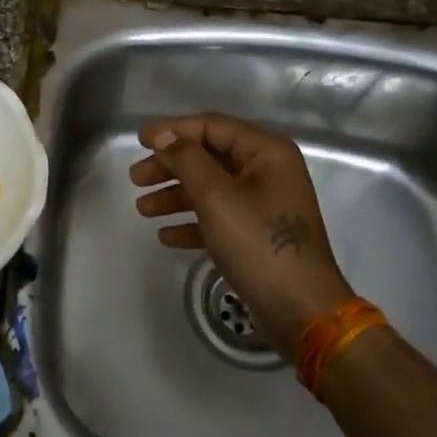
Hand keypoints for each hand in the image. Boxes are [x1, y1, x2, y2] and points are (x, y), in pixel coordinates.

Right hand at [129, 113, 354, 356]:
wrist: (301, 310)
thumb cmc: (258, 243)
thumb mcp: (216, 196)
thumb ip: (186, 159)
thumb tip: (164, 136)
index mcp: (266, 153)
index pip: (212, 127)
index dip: (173, 130)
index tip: (139, 140)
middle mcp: (268, 172)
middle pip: (208, 157)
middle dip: (170, 166)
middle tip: (136, 178)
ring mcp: (264, 204)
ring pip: (210, 189)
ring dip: (175, 196)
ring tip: (143, 209)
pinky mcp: (258, 235)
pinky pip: (218, 217)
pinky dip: (192, 223)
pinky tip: (165, 236)